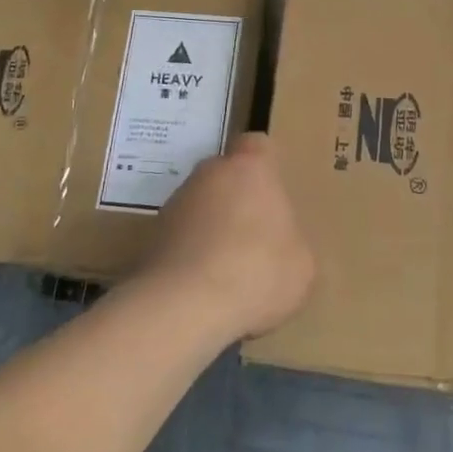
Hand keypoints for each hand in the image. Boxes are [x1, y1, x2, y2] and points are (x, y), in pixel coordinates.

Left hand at [143, 132, 314, 341]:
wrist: (184, 306)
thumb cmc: (257, 271)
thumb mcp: (302, 264)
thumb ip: (291, 242)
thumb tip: (280, 248)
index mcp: (250, 168)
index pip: (257, 145)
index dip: (266, 166)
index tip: (274, 193)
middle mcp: (209, 174)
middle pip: (225, 175)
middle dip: (238, 199)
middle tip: (256, 237)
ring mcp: (174, 204)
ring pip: (200, 206)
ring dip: (211, 228)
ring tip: (227, 271)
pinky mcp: (150, 237)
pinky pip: (180, 238)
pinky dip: (190, 255)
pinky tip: (203, 288)